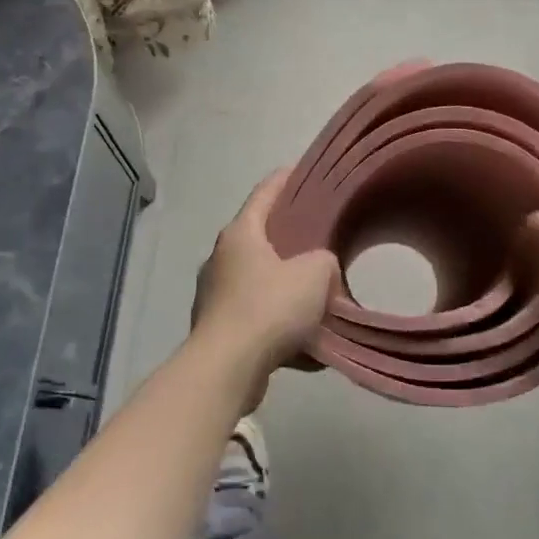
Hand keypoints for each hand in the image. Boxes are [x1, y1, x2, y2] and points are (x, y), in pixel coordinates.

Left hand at [190, 169, 339, 407]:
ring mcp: (214, 294)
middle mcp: (221, 258)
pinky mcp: (217, 328)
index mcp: (240, 234)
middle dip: (289, 240)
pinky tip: (305, 344)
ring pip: (258, 281)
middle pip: (260, 238)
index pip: (264, 193)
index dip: (285, 179)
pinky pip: (255, 317)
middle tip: (319, 240)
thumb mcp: (314, 275)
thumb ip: (324, 261)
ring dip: (284, 287)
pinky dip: (278, 324)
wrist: (227, 368)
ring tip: (314, 296)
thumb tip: (319, 271)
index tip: (300, 170)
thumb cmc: (269, 308)